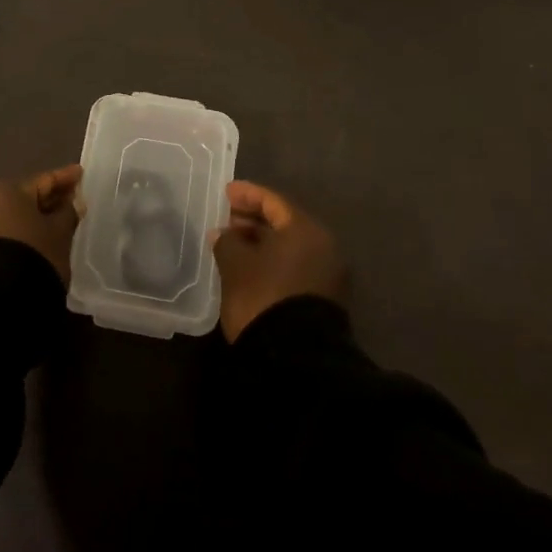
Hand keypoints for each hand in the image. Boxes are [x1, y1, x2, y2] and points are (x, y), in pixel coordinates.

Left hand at [0, 165, 83, 283]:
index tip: (80, 173)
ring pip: (9, 215)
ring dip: (30, 218)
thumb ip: (67, 213)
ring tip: (53, 224)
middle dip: (47, 200)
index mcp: (4, 188)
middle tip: (70, 201)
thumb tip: (72, 203)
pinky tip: (32, 240)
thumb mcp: (59, 233)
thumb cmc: (32, 254)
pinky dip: (16, 233)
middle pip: (23, 197)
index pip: (42, 181)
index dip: (64, 178)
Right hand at [213, 181, 345, 341]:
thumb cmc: (263, 297)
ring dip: (262, 242)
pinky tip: (250, 267)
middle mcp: (323, 246)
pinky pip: (294, 265)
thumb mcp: (235, 264)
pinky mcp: (323, 298)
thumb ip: (227, 241)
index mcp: (305, 230)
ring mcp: (327, 274)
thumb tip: (223, 233)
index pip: (273, 201)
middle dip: (254, 219)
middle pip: (284, 223)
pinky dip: (272, 260)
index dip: (247, 194)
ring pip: (290, 246)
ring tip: (233, 244)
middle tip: (227, 219)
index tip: (226, 193)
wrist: (295, 359)